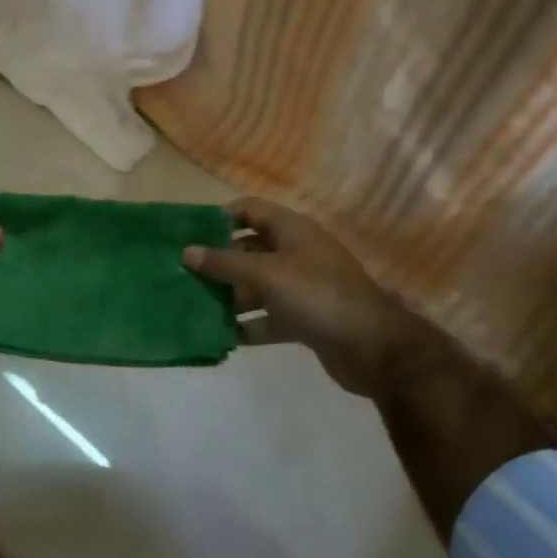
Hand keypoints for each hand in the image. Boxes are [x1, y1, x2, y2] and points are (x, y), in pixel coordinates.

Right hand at [182, 198, 421, 397]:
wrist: (374, 347)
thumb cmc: (317, 295)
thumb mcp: (266, 274)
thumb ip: (224, 263)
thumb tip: (186, 252)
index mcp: (291, 230)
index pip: (249, 210)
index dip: (220, 216)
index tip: (188, 232)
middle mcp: (296, 253)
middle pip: (249, 249)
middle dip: (218, 260)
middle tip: (182, 273)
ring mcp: (301, 287)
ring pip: (256, 285)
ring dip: (229, 295)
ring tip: (194, 305)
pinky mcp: (304, 319)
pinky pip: (268, 317)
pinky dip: (248, 325)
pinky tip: (221, 335)